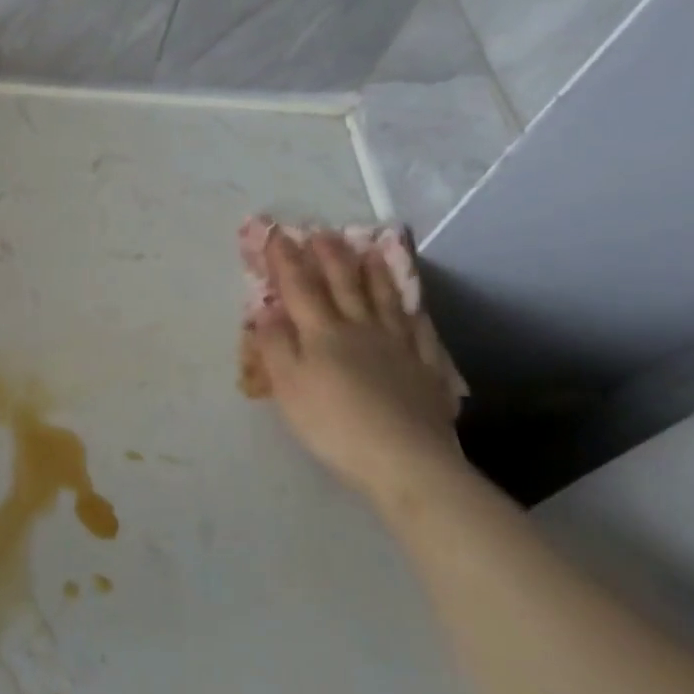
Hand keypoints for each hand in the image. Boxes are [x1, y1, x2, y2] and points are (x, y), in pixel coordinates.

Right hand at [247, 225, 463, 504]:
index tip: (276, 235)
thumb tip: (267, 311)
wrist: (405, 461)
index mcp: (323, 333)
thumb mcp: (288, 386)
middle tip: (324, 232)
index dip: (287, 260)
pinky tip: (414, 307)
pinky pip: (420, 332)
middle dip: (331, 257)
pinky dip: (414, 314)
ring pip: (385, 301)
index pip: (300, 287)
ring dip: (374, 274)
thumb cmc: (333, 424)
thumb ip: (276, 346)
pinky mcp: (426, 371)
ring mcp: (399, 348)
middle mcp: (361, 329)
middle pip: (345, 285)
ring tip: (370, 251)